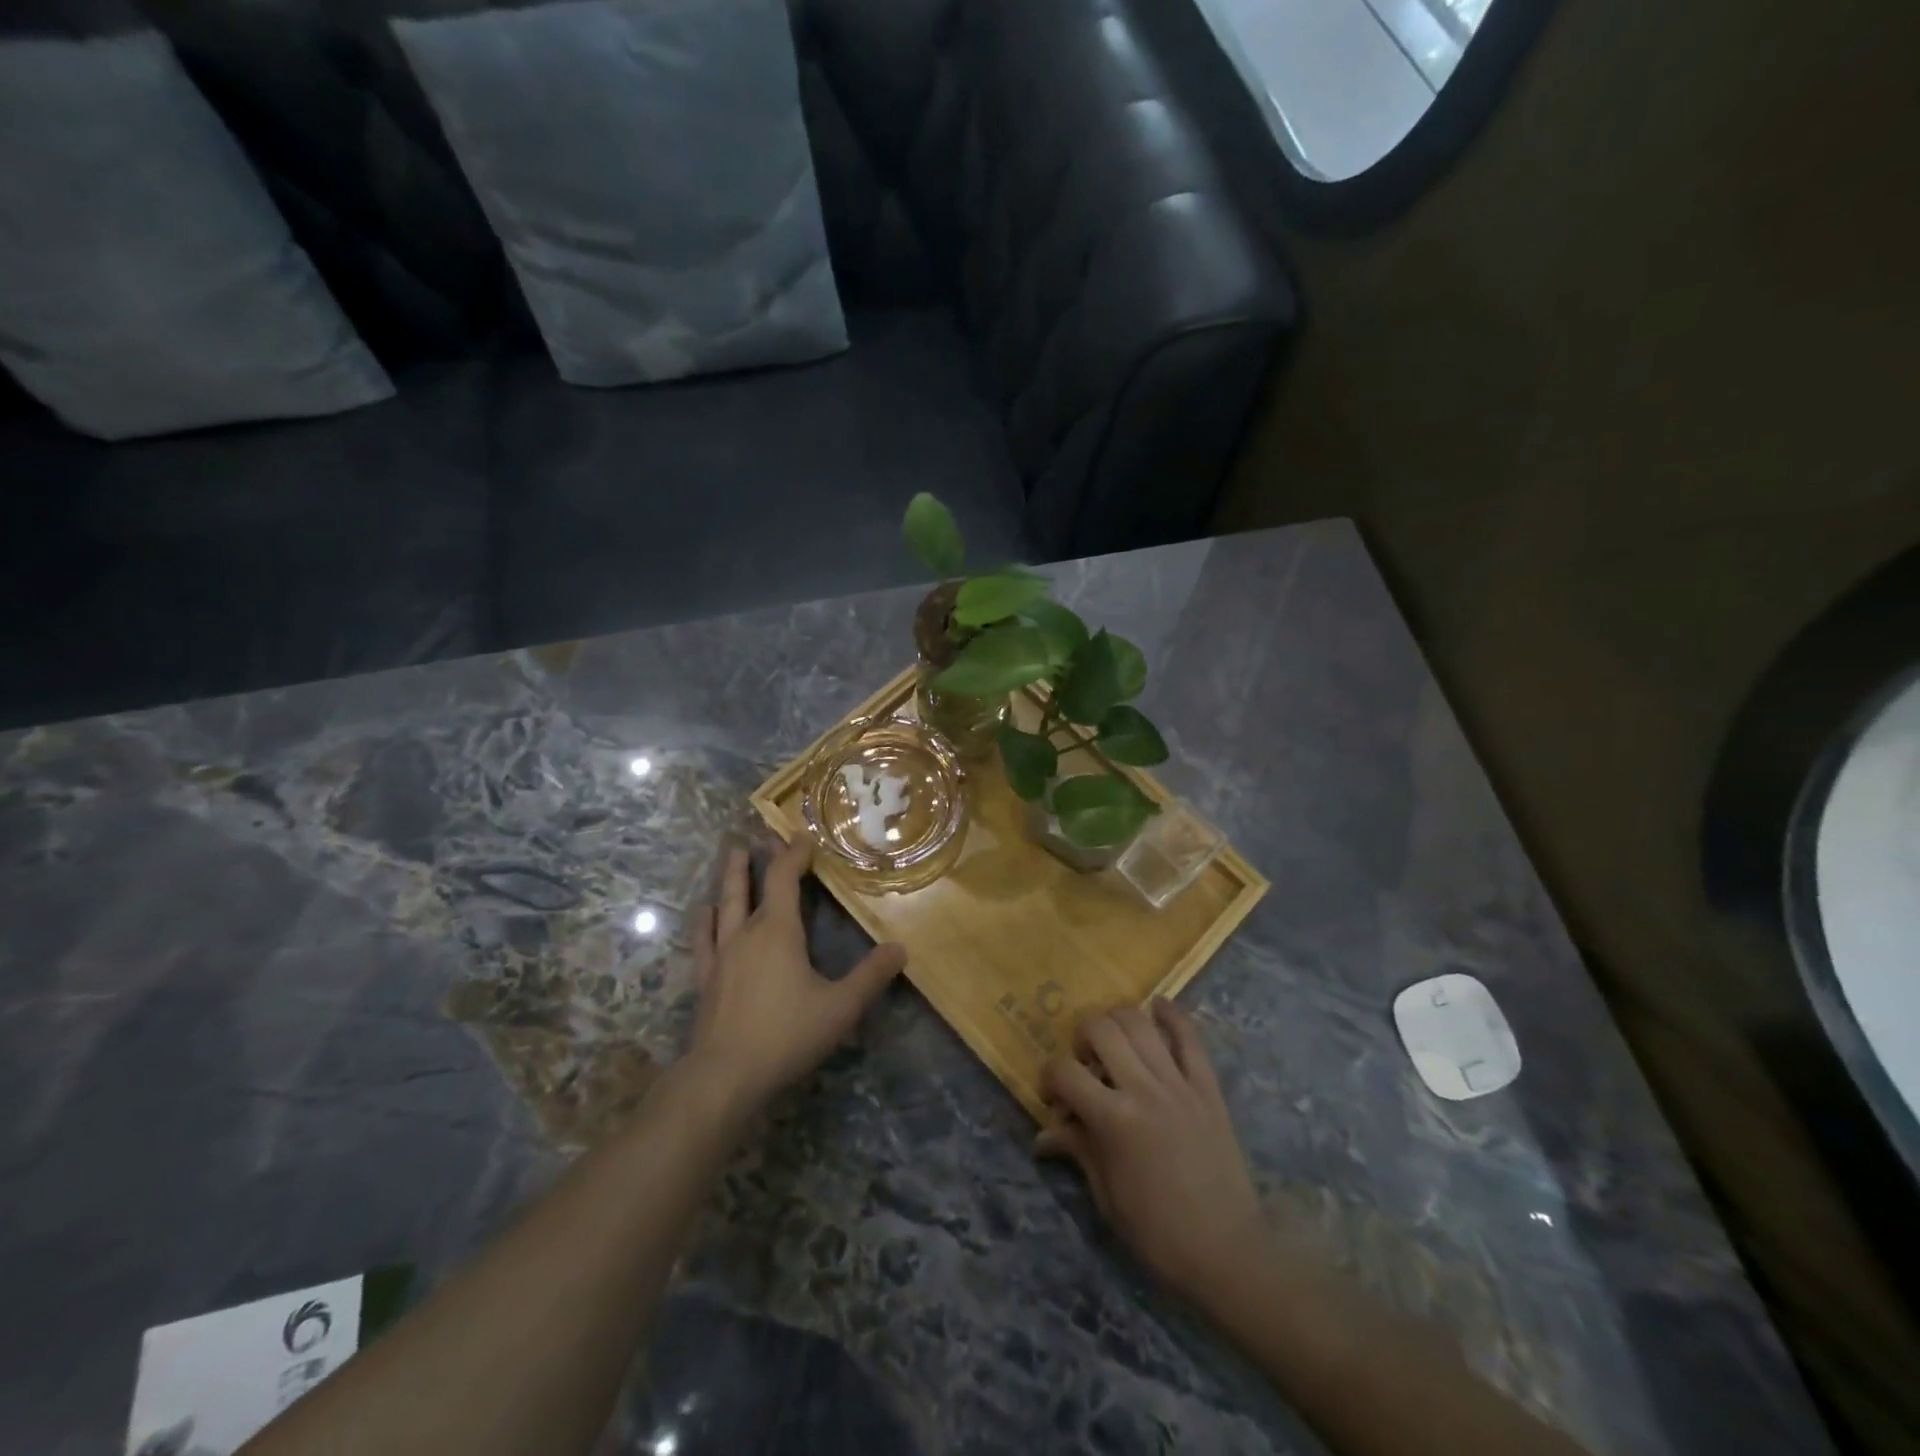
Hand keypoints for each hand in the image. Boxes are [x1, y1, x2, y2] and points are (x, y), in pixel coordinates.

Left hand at [686, 838, 906, 1111]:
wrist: (724, 1077)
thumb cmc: (786, 1035)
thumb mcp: (841, 1007)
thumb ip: (871, 976)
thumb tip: (900, 948)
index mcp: (778, 931)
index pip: (784, 878)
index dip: (793, 854)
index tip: (803, 836)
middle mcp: (746, 934)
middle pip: (748, 885)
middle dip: (756, 858)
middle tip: (758, 834)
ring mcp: (721, 956)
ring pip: (724, 906)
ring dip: (729, 879)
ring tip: (732, 857)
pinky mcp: (706, 980)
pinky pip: (703, 940)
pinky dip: (705, 922)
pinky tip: (705, 913)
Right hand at [1037, 1000, 1264, 1305]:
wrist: (1227, 1251)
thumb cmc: (1157, 1233)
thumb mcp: (1106, 1196)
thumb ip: (1077, 1150)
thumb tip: (1044, 1134)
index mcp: (1113, 1120)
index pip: (1064, 1072)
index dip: (1049, 1076)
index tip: (1052, 1095)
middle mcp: (1143, 1089)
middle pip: (1101, 1029)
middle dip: (1081, 1036)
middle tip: (1085, 1062)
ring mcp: (1178, 1084)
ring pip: (1140, 1022)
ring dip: (1117, 1020)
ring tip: (1114, 1041)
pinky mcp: (1207, 1087)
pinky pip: (1190, 1036)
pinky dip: (1172, 1014)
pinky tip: (1157, 1007)